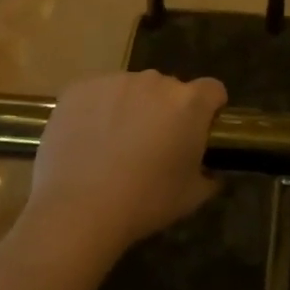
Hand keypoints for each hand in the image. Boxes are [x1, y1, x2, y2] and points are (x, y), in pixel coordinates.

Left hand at [26, 70, 226, 259]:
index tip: (198, 131)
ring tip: (113, 145)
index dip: (209, 108)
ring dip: (130, 108)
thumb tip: (208, 171)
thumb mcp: (191, 197)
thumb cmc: (144, 203)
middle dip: (165, 110)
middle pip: (169, 89)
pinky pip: (97, 93)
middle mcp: (155, 81)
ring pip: (131, 89)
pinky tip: (86, 140)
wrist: (77, 209)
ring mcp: (115, 80)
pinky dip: (97, 110)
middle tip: (152, 145)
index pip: (212, 90)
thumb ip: (208, 176)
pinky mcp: (80, 88)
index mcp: (189, 103)